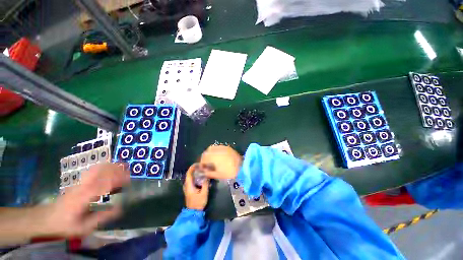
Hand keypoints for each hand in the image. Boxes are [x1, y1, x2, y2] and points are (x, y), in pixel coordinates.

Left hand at [40, 163, 129, 237]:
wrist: (45, 219)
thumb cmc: (65, 225)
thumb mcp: (83, 228)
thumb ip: (101, 217)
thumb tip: (120, 208)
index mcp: (83, 198)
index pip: (103, 184)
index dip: (117, 180)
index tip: (129, 179)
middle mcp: (81, 187)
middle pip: (100, 172)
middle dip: (116, 169)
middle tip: (129, 171)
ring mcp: (78, 183)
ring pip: (96, 169)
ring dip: (110, 166)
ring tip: (123, 166)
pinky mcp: (78, 183)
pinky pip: (92, 171)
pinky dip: (103, 167)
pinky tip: (110, 168)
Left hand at [183, 164, 208, 209]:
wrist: (194, 212)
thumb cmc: (198, 202)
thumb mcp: (204, 193)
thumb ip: (205, 184)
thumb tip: (207, 176)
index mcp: (189, 185)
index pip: (189, 174)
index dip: (192, 167)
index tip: (198, 163)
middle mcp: (186, 185)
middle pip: (189, 174)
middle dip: (195, 169)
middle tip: (202, 166)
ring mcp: (187, 188)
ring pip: (190, 177)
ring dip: (195, 173)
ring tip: (202, 170)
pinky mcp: (189, 190)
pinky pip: (192, 181)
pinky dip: (196, 177)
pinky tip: (201, 177)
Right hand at [199, 145, 242, 179]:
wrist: (243, 167)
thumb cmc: (229, 172)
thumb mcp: (218, 175)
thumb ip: (209, 173)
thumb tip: (204, 172)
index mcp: (214, 157)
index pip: (204, 158)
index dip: (202, 163)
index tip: (203, 168)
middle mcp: (217, 150)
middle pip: (207, 151)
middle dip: (205, 157)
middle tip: (207, 164)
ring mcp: (223, 147)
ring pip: (212, 148)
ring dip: (210, 153)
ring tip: (212, 160)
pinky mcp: (227, 147)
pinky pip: (219, 147)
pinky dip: (216, 151)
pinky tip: (218, 156)